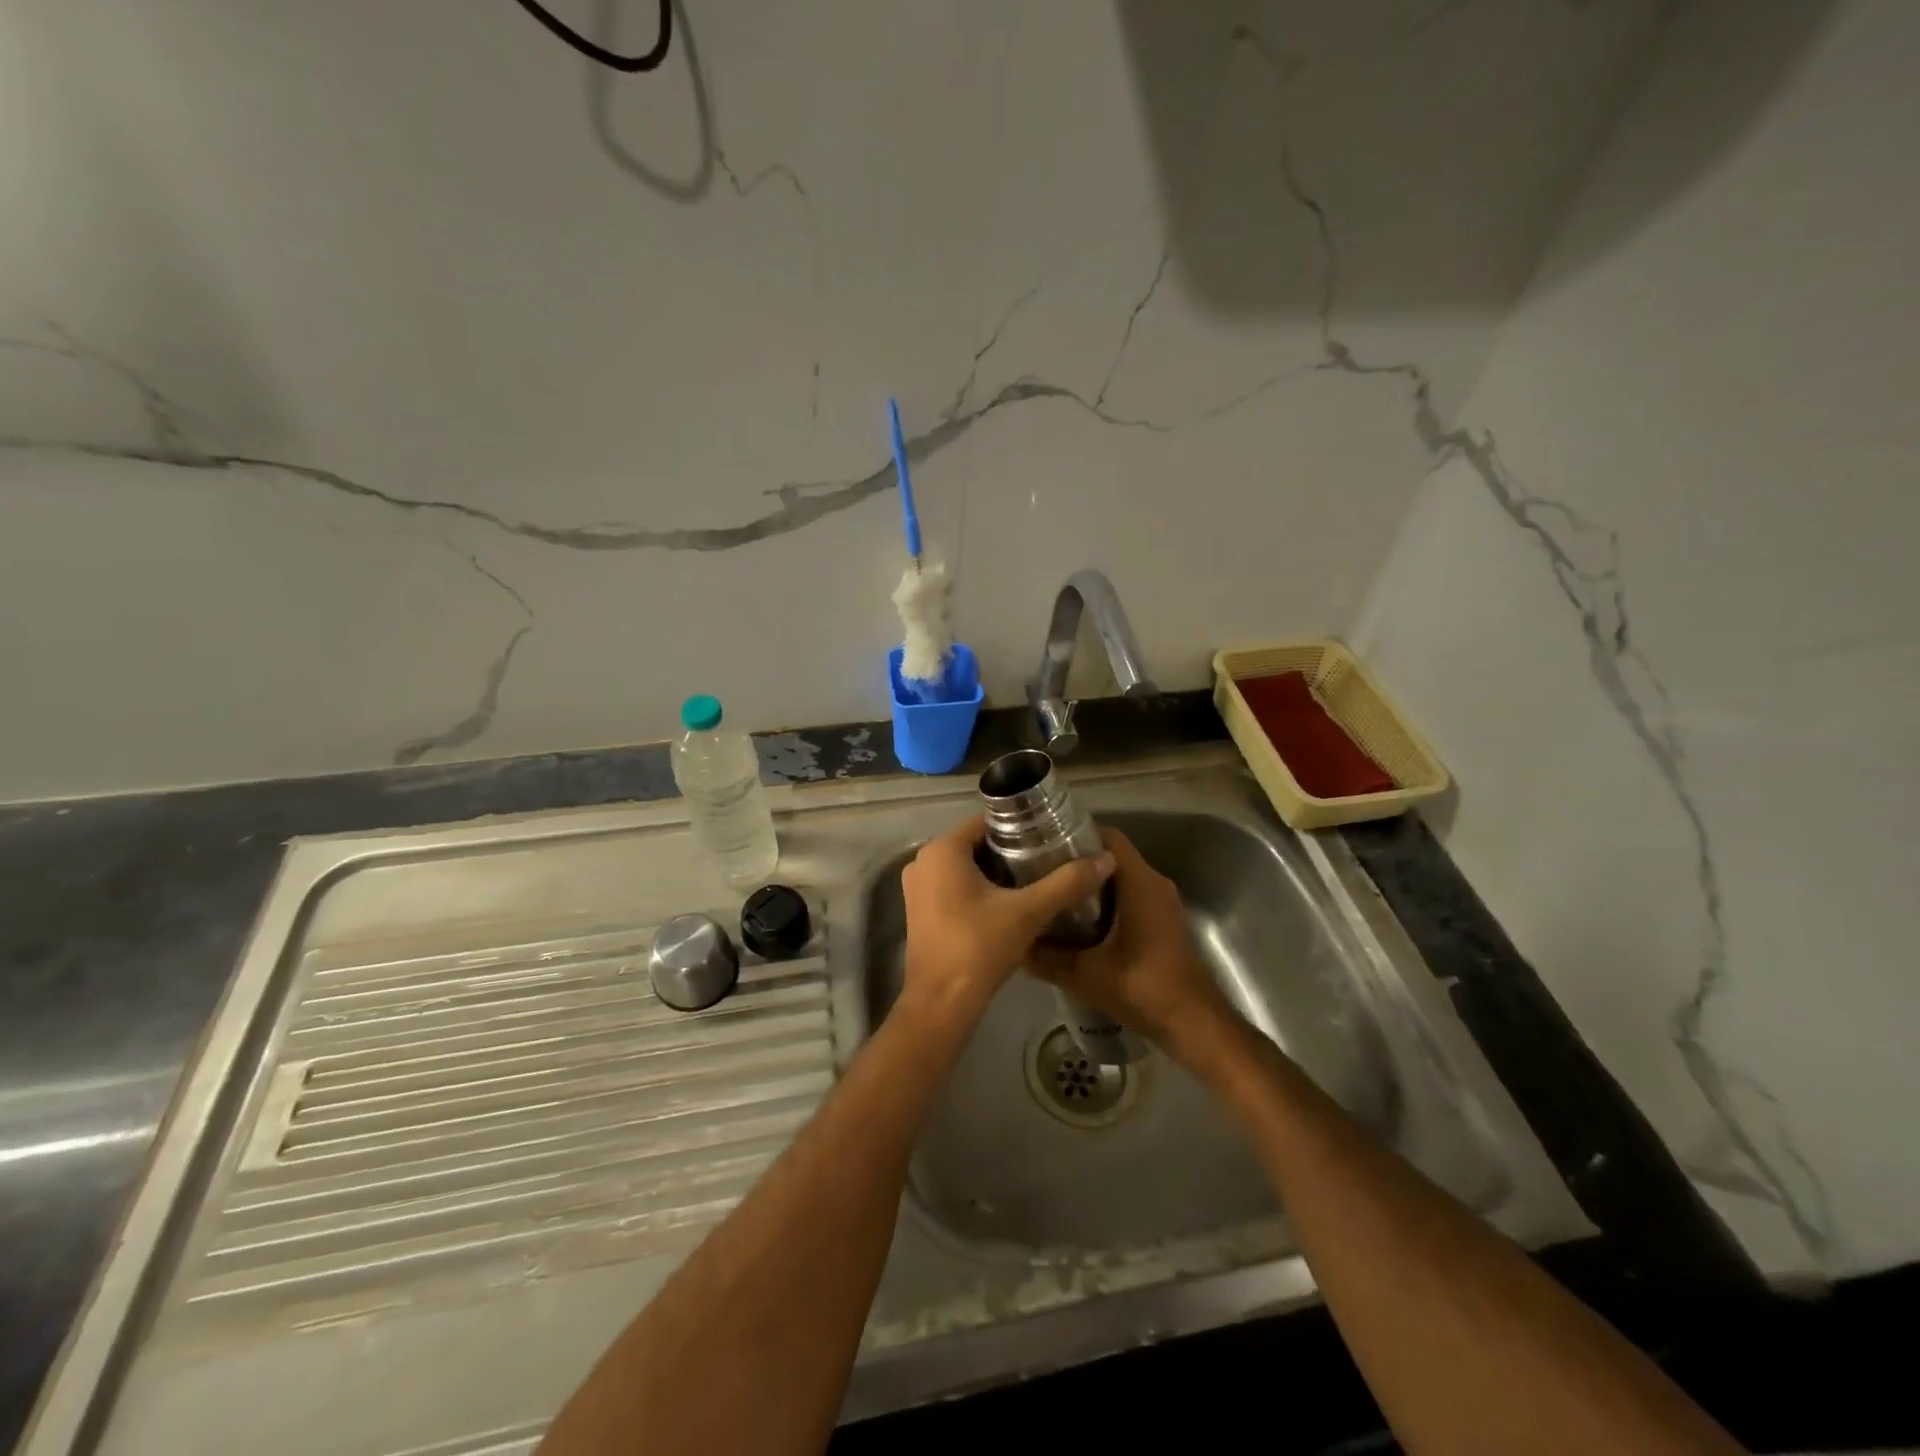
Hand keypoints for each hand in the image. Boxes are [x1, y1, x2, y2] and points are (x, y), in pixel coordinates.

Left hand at [899, 815, 1115, 1018]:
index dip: (1020, 826)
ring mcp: (918, 887)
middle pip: (976, 843)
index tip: (1050, 835)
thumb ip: (1067, 882)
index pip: (986, 821)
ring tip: (1037, 878)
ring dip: (997, 871)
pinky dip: (979, 889)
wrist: (941, 1004)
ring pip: (966, 866)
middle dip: (1011, 850)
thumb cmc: (979, 948)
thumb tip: (1106, 859)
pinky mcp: (920, 910)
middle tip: (1049, 858)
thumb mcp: (1029, 912)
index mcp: (942, 849)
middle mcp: (924, 860)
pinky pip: (954, 885)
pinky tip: (1011, 902)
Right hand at [1029, 826, 1234, 1057]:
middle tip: (1039, 869)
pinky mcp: (1162, 921)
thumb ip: (1047, 958)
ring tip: (1052, 892)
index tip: (1042, 842)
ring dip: (1089, 882)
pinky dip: (1105, 900)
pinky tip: (1077, 920)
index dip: (1075, 833)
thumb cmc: (1143, 987)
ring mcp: (1162, 902)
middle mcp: (1154, 883)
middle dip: (1076, 859)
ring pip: (1120, 877)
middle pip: (1111, 856)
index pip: (1108, 837)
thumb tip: (1015, 945)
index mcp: (1139, 882)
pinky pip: (1130, 896)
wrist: (1193, 1023)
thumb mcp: (1085, 975)